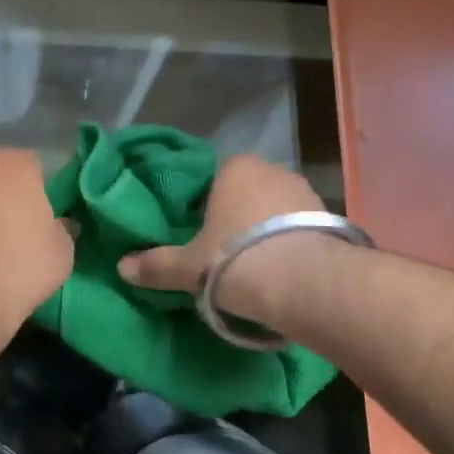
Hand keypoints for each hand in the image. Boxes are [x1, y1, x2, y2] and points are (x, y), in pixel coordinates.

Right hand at [117, 154, 326, 323]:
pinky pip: (299, 228)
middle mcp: (272, 170)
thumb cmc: (235, 260)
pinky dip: (289, 244)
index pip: (211, 178)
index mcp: (234, 168)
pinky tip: (280, 269)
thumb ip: (156, 265)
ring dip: (264, 230)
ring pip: (274, 210)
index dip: (201, 206)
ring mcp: (305, 192)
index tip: (195, 232)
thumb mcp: (188, 267)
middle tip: (220, 250)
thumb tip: (122, 267)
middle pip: (245, 192)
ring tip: (252, 264)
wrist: (305, 284)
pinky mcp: (331, 219)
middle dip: (235, 217)